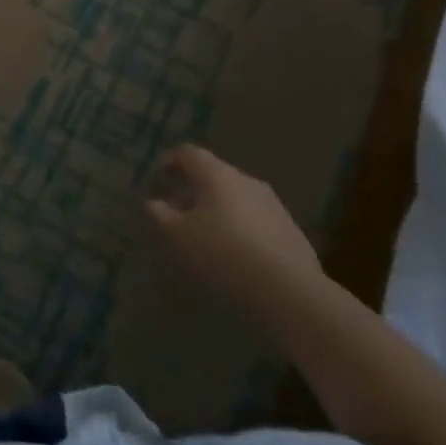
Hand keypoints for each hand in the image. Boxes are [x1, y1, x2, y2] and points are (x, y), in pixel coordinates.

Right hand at [145, 146, 324, 320]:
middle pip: (215, 174)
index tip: (159, 175)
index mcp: (218, 175)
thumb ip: (160, 214)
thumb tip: (154, 202)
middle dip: (195, 186)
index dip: (171, 160)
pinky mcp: (291, 231)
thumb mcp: (178, 236)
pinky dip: (241, 227)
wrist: (290, 291)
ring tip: (207, 232)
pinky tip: (237, 252)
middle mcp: (247, 181)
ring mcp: (274, 205)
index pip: (190, 153)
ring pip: (238, 197)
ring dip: (220, 208)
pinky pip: (257, 220)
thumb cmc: (223, 254)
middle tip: (179, 206)